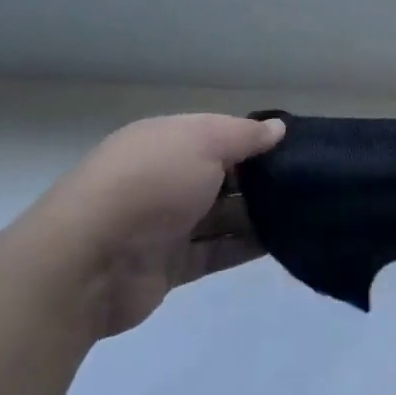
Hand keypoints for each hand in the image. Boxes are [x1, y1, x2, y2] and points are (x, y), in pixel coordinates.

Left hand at [22, 114, 285, 338]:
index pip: (218, 134)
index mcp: (166, 141)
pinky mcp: (171, 266)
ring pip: (222, 215)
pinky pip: (217, 251)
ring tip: (306, 210)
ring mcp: (166, 224)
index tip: (296, 145)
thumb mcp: (204, 141)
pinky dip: (247, 247)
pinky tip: (284, 241)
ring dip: (258, 214)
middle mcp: (165, 178)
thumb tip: (278, 128)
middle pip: (223, 174)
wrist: (86, 264)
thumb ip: (245, 135)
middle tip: (309, 179)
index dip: (255, 138)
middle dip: (261, 177)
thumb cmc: (151, 183)